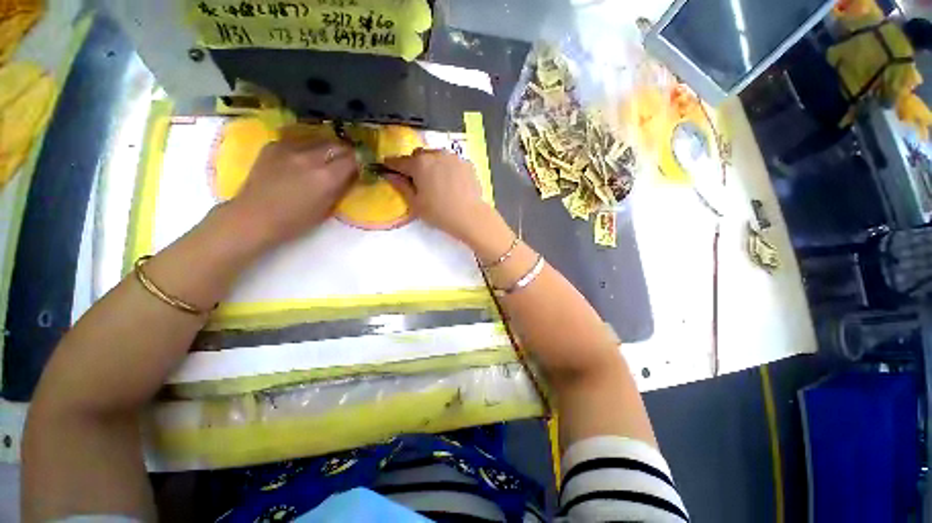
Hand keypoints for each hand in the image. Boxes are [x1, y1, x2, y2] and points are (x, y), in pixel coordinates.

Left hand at [225, 137, 357, 247]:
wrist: (255, 217)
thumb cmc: (296, 221)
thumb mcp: (327, 208)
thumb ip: (342, 187)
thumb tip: (352, 174)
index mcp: (326, 177)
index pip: (352, 159)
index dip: (359, 162)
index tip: (360, 166)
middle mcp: (310, 157)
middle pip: (337, 144)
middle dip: (345, 152)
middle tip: (346, 161)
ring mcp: (289, 148)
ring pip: (318, 139)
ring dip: (327, 147)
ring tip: (325, 157)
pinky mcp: (274, 145)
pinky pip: (298, 140)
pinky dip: (307, 146)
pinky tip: (303, 157)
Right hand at [382, 149, 491, 242]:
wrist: (471, 216)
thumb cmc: (440, 213)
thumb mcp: (416, 204)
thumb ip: (401, 187)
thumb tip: (391, 176)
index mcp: (419, 164)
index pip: (399, 161)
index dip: (391, 164)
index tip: (387, 166)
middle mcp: (435, 154)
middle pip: (418, 155)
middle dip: (414, 164)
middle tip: (415, 179)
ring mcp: (453, 157)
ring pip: (436, 156)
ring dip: (431, 164)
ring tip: (435, 180)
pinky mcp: (466, 163)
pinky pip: (451, 161)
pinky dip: (447, 168)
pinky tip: (450, 182)